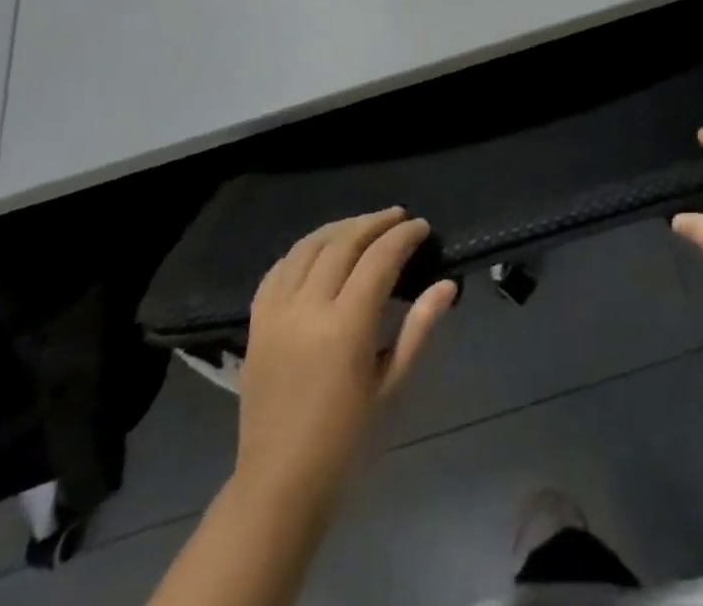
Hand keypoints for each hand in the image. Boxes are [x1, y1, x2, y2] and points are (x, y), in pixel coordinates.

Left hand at [234, 208, 457, 508]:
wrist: (278, 486)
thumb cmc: (346, 441)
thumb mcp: (392, 386)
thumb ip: (419, 328)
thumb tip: (446, 285)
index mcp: (345, 327)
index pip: (379, 259)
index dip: (403, 237)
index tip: (422, 227)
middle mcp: (307, 309)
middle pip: (343, 242)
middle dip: (375, 223)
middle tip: (399, 217)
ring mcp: (276, 313)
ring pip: (308, 246)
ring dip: (340, 228)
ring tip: (364, 225)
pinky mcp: (256, 323)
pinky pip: (279, 268)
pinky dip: (304, 249)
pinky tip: (321, 249)